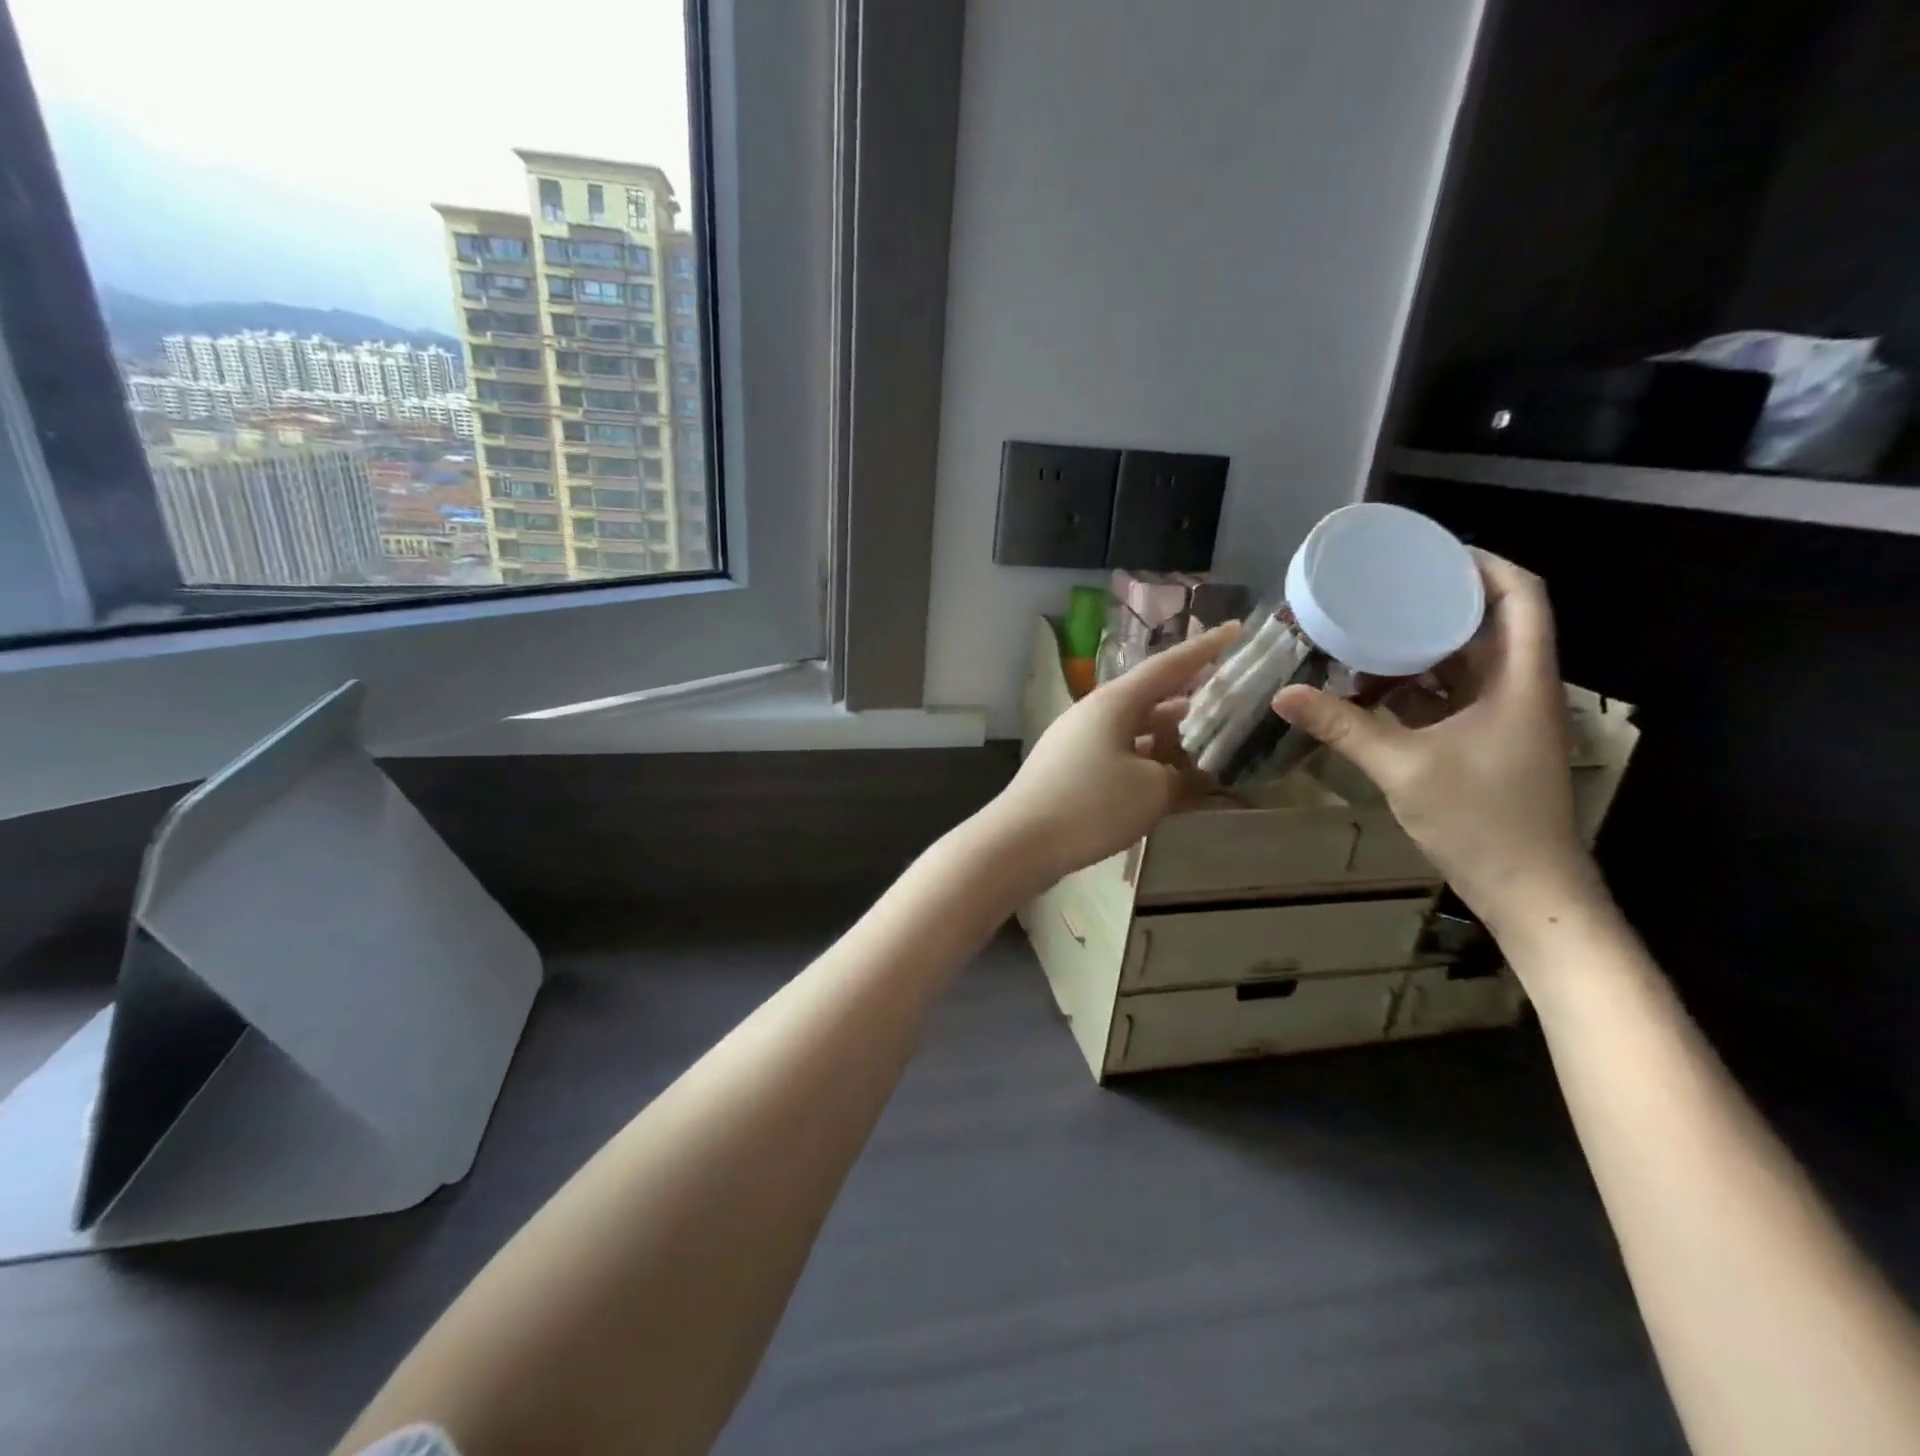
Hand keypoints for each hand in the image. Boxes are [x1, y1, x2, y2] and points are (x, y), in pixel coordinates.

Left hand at [987, 624, 1240, 891]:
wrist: (1020, 842)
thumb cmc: (1091, 805)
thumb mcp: (1152, 790)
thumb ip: (1184, 776)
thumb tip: (1199, 772)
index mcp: (1115, 702)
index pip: (1169, 666)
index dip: (1206, 648)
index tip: (1237, 630)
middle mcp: (1096, 713)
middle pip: (1152, 697)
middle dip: (1192, 698)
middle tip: (1232, 697)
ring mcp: (1080, 741)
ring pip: (1137, 729)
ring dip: (1172, 734)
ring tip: (1211, 739)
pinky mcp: (1072, 769)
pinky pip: (1121, 754)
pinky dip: (1150, 761)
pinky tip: (1172, 779)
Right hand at [1271, 551, 1604, 934]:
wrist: (1530, 890)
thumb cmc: (1482, 820)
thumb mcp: (1404, 767)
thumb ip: (1343, 727)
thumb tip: (1283, 695)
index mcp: (1520, 678)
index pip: (1521, 596)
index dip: (1483, 564)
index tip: (1428, 553)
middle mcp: (1519, 687)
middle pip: (1489, 622)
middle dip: (1437, 601)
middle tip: (1381, 589)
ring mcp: (1504, 717)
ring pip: (1467, 661)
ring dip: (1422, 646)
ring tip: (1366, 631)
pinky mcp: (1487, 742)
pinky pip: (1451, 696)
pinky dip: (1416, 685)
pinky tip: (1372, 687)